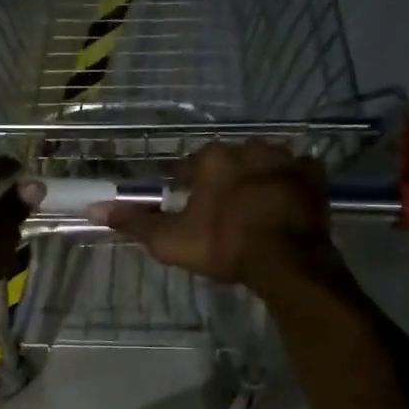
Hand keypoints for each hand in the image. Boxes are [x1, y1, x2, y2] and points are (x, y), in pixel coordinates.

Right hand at [86, 141, 333, 288]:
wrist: (285, 260)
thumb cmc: (223, 246)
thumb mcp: (170, 240)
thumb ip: (134, 222)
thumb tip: (94, 209)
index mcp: (213, 159)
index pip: (192, 165)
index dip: (190, 187)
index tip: (192, 209)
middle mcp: (249, 148)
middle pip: (230, 161)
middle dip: (226, 180)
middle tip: (225, 213)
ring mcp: (285, 159)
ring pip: (265, 164)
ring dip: (259, 179)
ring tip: (256, 210)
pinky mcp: (314, 174)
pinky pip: (298, 173)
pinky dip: (291, 185)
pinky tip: (286, 206)